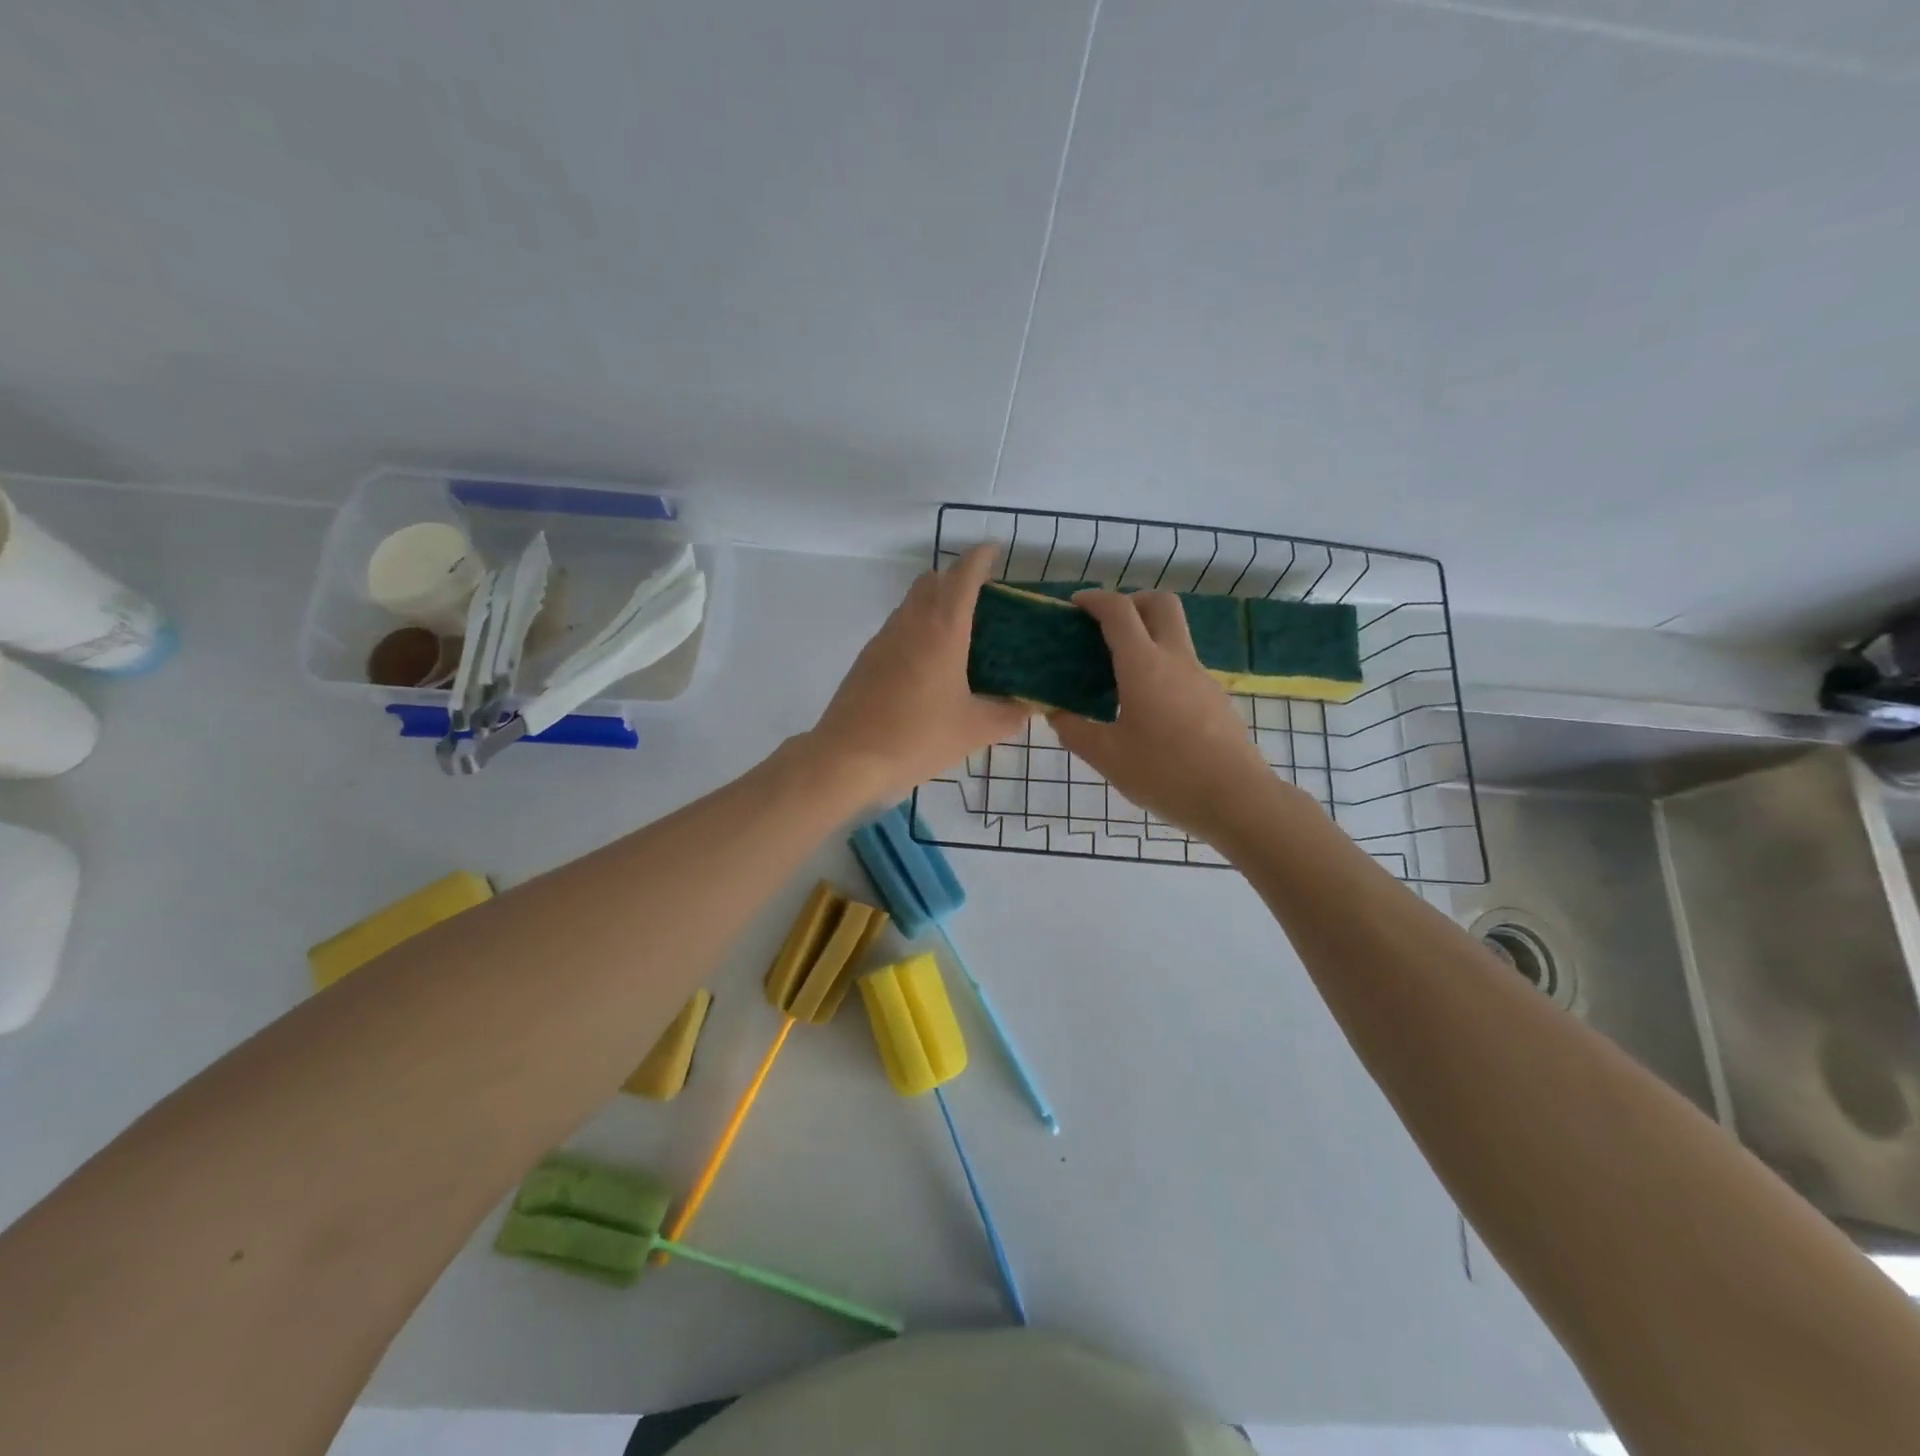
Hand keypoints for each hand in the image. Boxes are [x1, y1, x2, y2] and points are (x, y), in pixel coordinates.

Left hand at [810, 545, 1031, 802]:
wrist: (848, 758)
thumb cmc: (917, 737)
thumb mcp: (974, 730)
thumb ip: (1008, 715)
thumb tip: (1028, 707)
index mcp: (942, 629)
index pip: (963, 575)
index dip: (980, 558)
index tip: (994, 551)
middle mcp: (910, 623)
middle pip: (933, 581)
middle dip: (957, 579)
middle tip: (983, 602)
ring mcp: (883, 639)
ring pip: (912, 603)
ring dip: (935, 604)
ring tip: (960, 635)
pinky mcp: (867, 659)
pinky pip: (898, 628)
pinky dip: (918, 629)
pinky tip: (929, 666)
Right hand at [1049, 590, 1280, 842]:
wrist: (1236, 799)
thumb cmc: (1165, 774)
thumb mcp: (1107, 757)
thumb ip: (1075, 730)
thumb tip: (1056, 713)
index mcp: (1144, 666)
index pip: (1119, 611)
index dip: (1095, 599)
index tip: (1075, 605)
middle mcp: (1176, 660)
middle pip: (1161, 604)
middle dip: (1132, 601)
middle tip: (1107, 627)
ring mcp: (1201, 678)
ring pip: (1176, 636)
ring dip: (1148, 637)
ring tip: (1119, 675)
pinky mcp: (1216, 699)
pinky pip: (1184, 667)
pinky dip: (1161, 668)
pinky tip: (1147, 708)